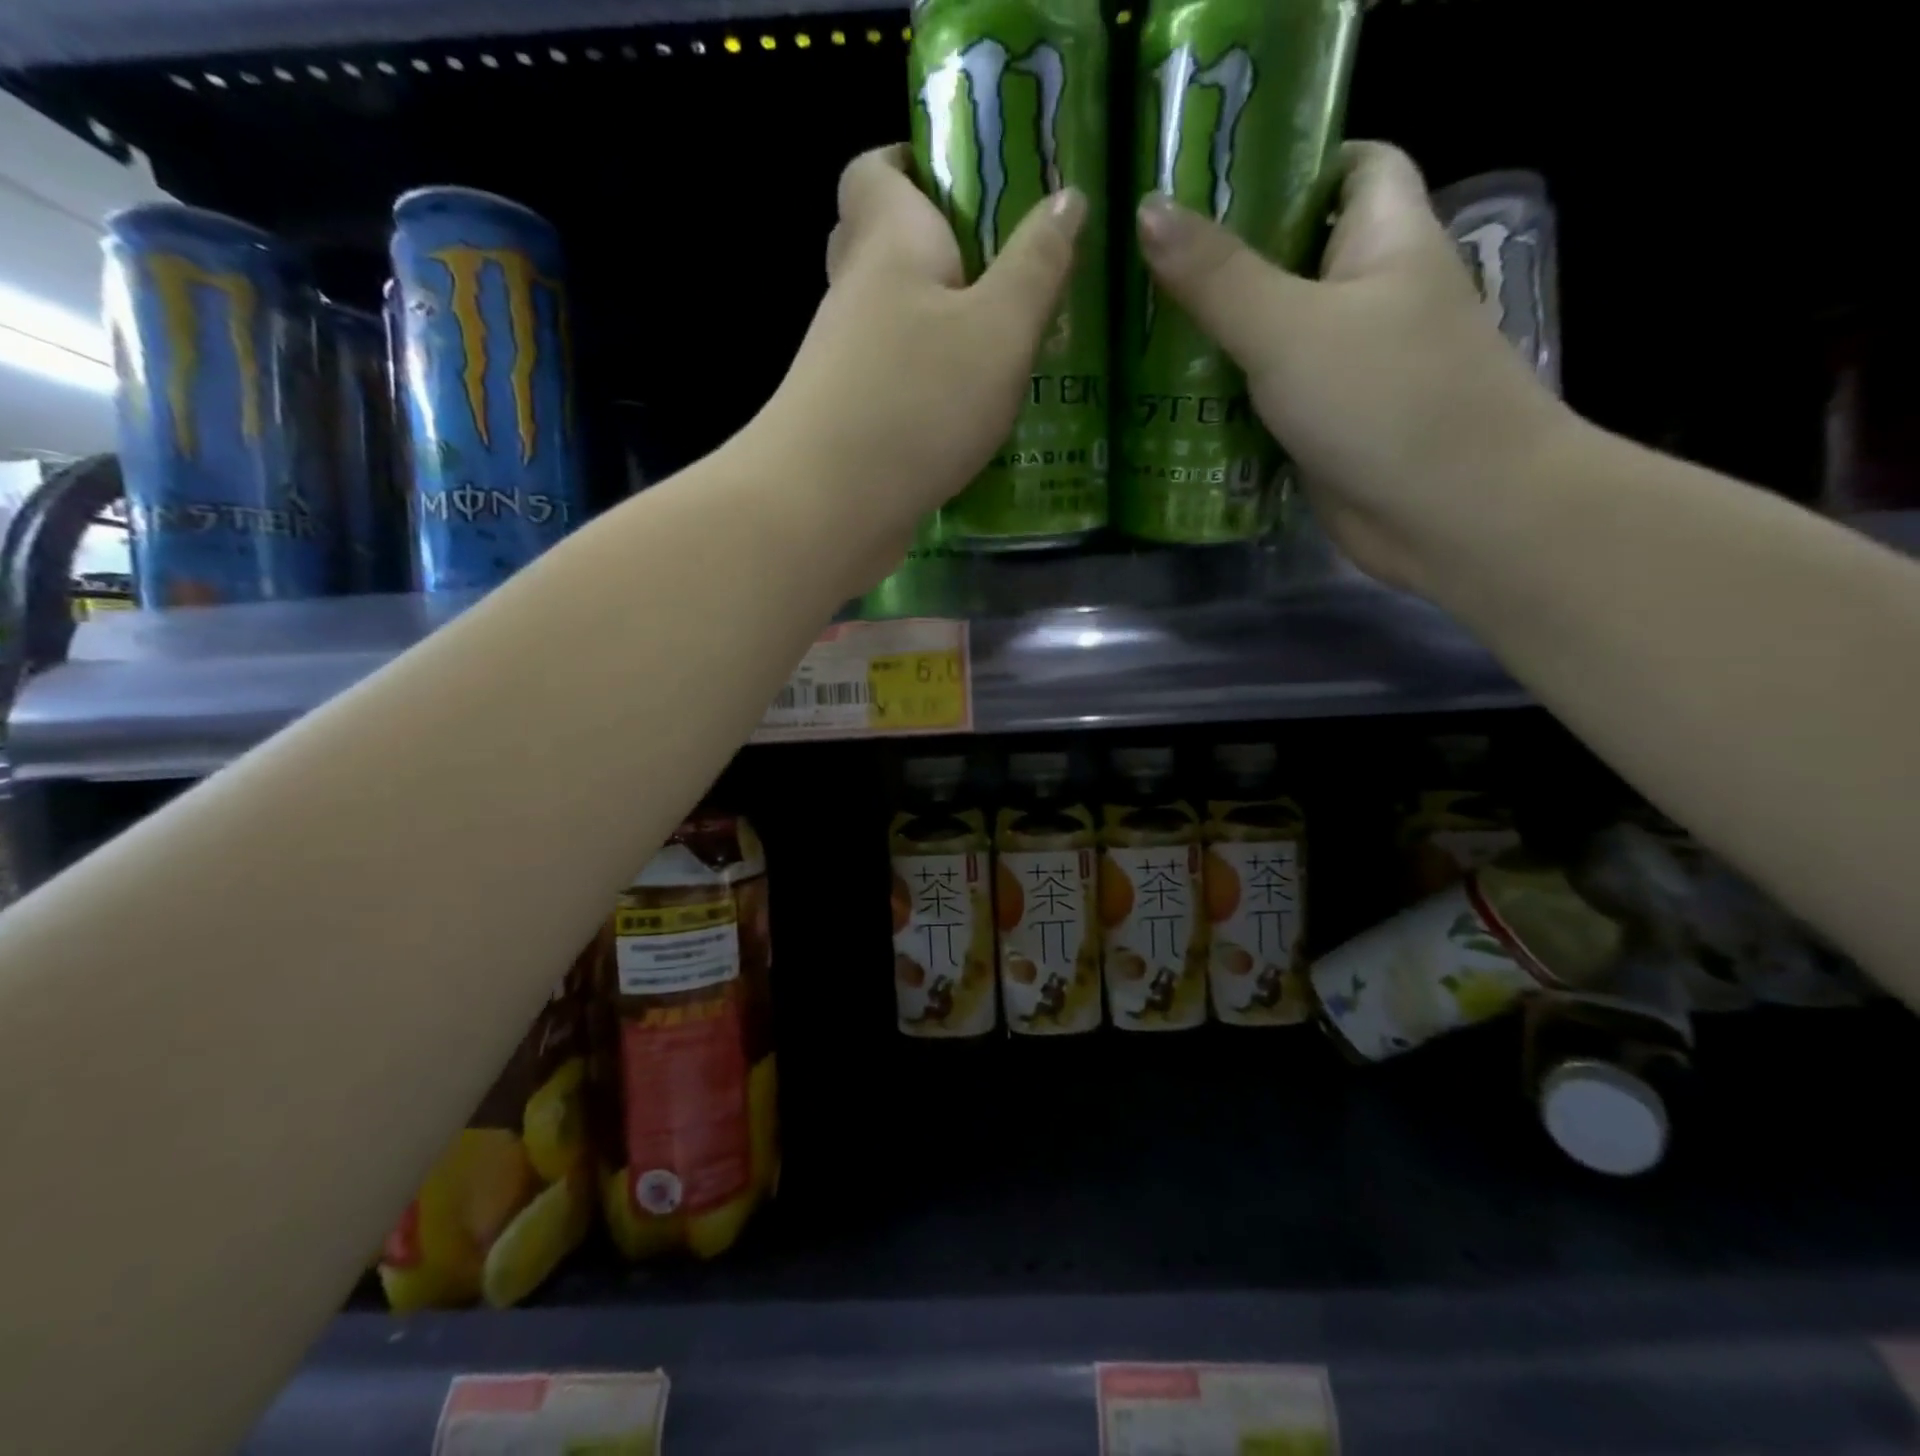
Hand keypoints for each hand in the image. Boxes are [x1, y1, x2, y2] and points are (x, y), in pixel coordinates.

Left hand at [750, 144, 1086, 581]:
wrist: (826, 507)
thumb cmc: (917, 401)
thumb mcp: (1000, 329)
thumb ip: (1037, 265)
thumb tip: (1067, 199)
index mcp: (888, 242)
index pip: (876, 169)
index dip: (914, 161)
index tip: (967, 185)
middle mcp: (854, 295)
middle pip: (883, 248)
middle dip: (939, 253)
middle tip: (1002, 275)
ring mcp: (844, 365)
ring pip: (892, 325)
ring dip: (940, 331)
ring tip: (1005, 353)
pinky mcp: (849, 423)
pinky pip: (893, 385)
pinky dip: (928, 390)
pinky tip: (971, 418)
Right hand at [1137, 142, 1574, 594]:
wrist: (1453, 513)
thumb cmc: (1387, 398)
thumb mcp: (1290, 327)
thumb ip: (1217, 276)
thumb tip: (1148, 209)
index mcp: (1383, 236)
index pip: (1347, 165)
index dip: (1286, 160)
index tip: (1205, 176)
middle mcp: (1366, 294)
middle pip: (1287, 257)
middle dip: (1219, 260)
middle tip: (1136, 261)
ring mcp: (1343, 367)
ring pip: (1267, 336)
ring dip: (1209, 338)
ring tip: (1129, 328)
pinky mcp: (1321, 427)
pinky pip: (1262, 398)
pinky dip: (1220, 399)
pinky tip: (1159, 400)